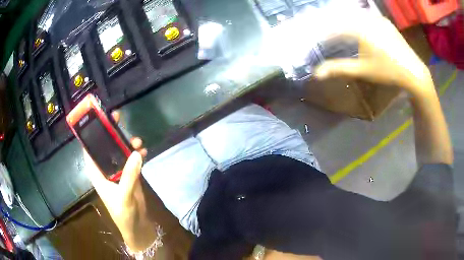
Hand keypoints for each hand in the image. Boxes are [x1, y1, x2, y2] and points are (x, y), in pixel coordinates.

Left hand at [83, 111, 155, 251]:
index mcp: (97, 174)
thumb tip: (136, 153)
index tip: (97, 119)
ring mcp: (118, 172)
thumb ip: (129, 176)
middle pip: (105, 147)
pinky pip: (131, 160)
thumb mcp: (124, 196)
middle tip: (117, 118)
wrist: (137, 226)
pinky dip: (136, 154)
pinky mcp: (129, 176)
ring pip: (119, 152)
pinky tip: (143, 151)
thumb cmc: (123, 214)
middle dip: (110, 133)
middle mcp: (105, 170)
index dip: (90, 135)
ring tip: (137, 140)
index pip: (89, 151)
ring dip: (126, 144)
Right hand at [315, 15, 433, 96]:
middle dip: (331, 24)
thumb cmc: (388, 71)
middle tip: (323, 32)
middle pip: (342, 17)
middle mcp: (367, 18)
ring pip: (354, 15)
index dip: (323, 34)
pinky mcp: (385, 21)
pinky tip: (356, 26)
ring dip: (344, 20)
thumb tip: (317, 74)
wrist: (413, 72)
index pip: (334, 27)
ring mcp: (377, 18)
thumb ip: (339, 68)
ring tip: (338, 28)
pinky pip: (366, 16)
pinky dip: (357, 19)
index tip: (316, 40)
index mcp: (360, 28)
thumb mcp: (362, 70)